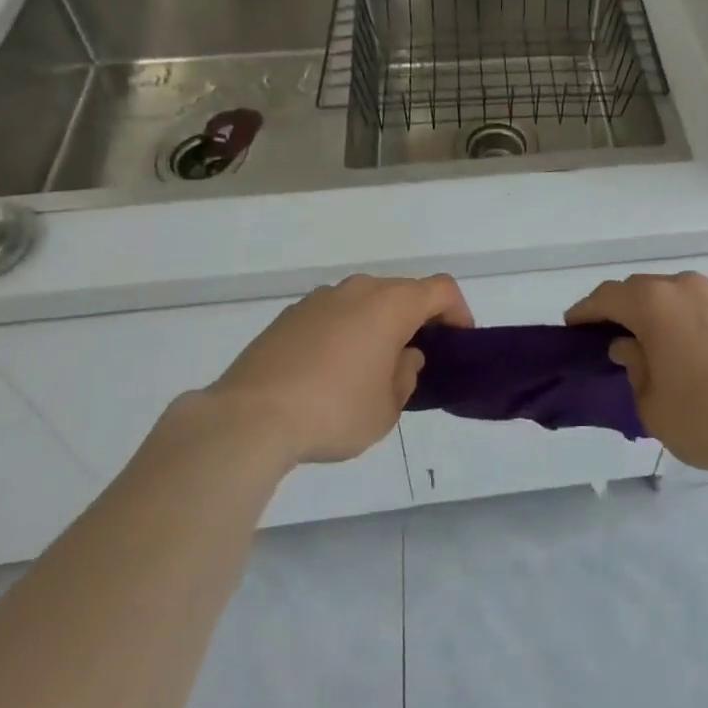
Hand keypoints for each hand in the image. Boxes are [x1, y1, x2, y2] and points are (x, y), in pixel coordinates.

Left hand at [212, 274, 472, 465]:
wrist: (249, 418)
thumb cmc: (334, 412)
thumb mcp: (387, 408)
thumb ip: (406, 375)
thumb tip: (403, 356)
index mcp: (391, 304)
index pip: (441, 289)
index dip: (458, 311)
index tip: (458, 341)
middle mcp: (358, 289)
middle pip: (402, 291)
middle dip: (416, 319)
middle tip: (415, 358)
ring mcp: (320, 298)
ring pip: (364, 301)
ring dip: (377, 325)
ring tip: (369, 368)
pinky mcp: (290, 315)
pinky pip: (333, 315)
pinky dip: (344, 332)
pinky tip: (329, 372)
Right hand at [566, 272, 707, 483]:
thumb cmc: (707, 418)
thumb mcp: (652, 406)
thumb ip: (634, 368)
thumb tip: (630, 347)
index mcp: (655, 303)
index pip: (608, 297)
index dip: (586, 311)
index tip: (573, 327)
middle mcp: (688, 288)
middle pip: (644, 289)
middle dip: (625, 310)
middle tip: (614, 338)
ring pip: (681, 297)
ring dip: (664, 315)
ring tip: (663, 348)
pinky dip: (697, 325)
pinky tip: (705, 357)